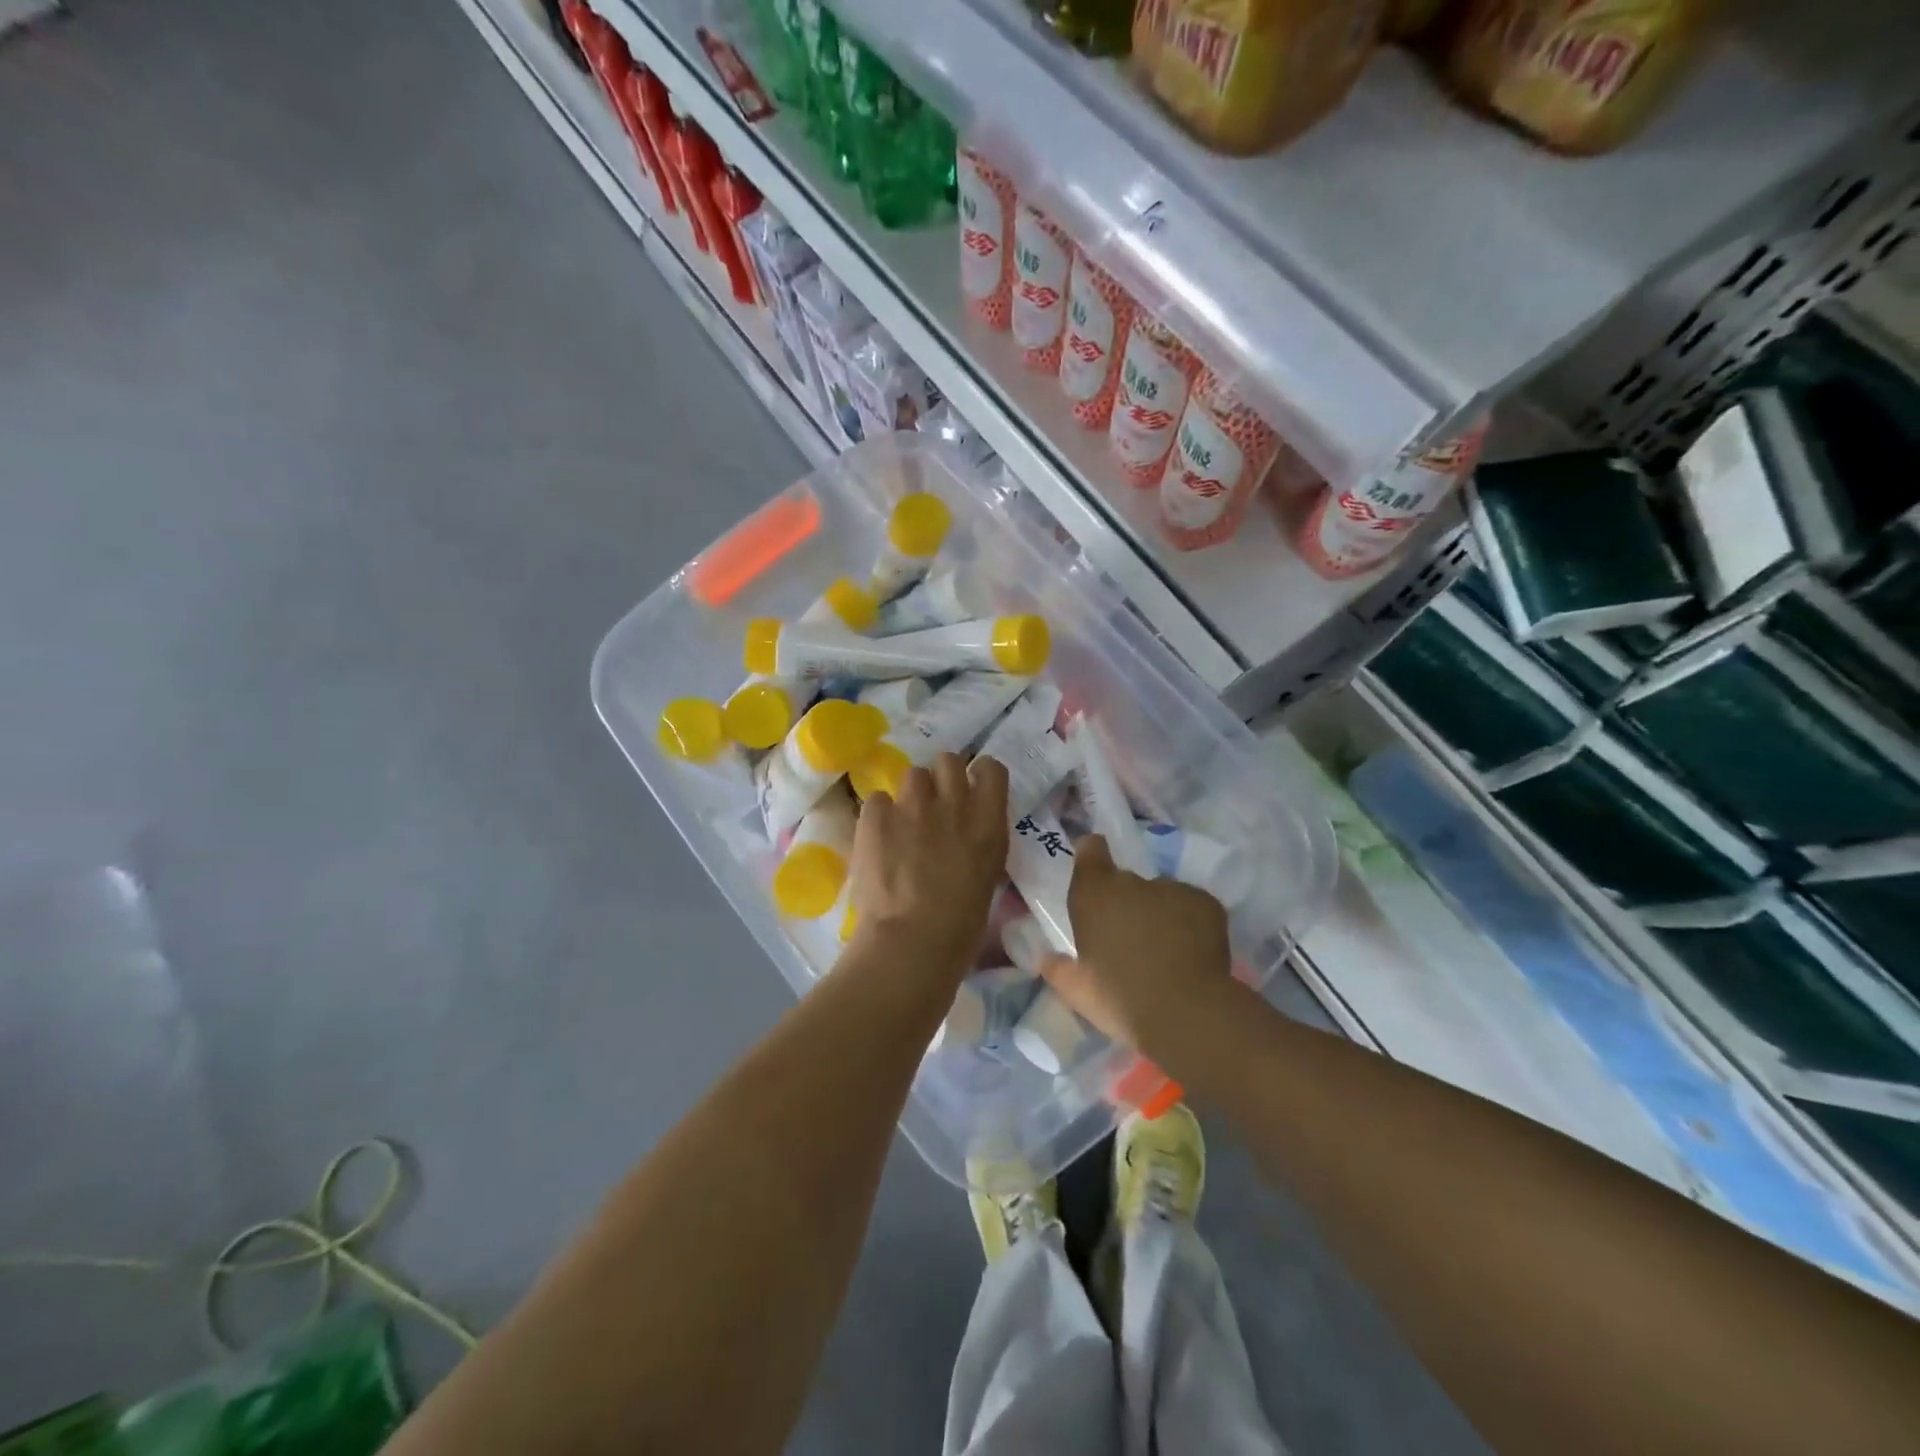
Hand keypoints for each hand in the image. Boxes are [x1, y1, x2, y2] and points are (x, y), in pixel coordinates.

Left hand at [848, 752, 1008, 983]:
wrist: (911, 942)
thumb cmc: (960, 927)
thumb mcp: (987, 877)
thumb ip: (979, 842)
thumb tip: (966, 833)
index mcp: (988, 821)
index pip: (991, 768)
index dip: (979, 775)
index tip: (971, 789)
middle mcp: (953, 802)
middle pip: (948, 760)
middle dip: (941, 777)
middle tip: (934, 804)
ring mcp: (912, 805)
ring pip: (912, 775)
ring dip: (911, 795)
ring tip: (903, 824)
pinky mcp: (876, 815)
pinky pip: (877, 799)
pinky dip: (878, 816)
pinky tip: (878, 841)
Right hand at [1038, 834, 1231, 1051]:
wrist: (1183, 1011)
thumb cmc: (1119, 998)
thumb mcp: (1076, 990)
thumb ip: (1059, 968)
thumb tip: (1048, 958)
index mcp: (1094, 894)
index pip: (1091, 850)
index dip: (1092, 855)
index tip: (1095, 870)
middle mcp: (1131, 882)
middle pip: (1127, 883)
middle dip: (1127, 904)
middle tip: (1130, 940)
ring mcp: (1172, 889)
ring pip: (1162, 896)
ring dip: (1159, 915)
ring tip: (1165, 953)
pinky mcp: (1206, 903)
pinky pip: (1193, 908)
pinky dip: (1190, 924)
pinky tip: (1191, 954)